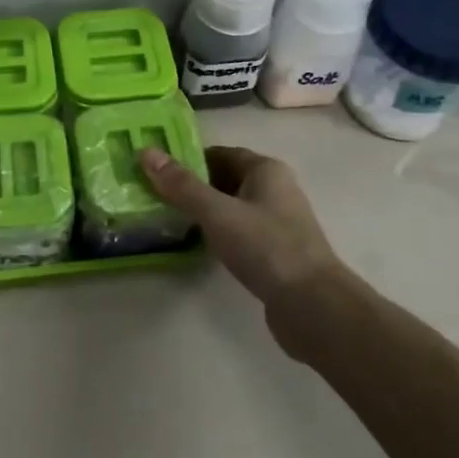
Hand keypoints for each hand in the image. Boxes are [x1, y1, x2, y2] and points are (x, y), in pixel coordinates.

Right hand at [138, 145, 354, 349]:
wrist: (313, 305)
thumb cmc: (265, 247)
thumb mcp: (217, 212)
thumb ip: (181, 185)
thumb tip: (146, 152)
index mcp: (266, 170)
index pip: (220, 153)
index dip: (188, 159)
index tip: (155, 170)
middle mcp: (274, 190)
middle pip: (225, 179)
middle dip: (192, 186)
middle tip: (154, 195)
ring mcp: (277, 222)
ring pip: (231, 207)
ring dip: (203, 211)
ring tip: (167, 219)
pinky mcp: (275, 251)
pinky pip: (239, 232)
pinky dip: (217, 233)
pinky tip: (197, 245)